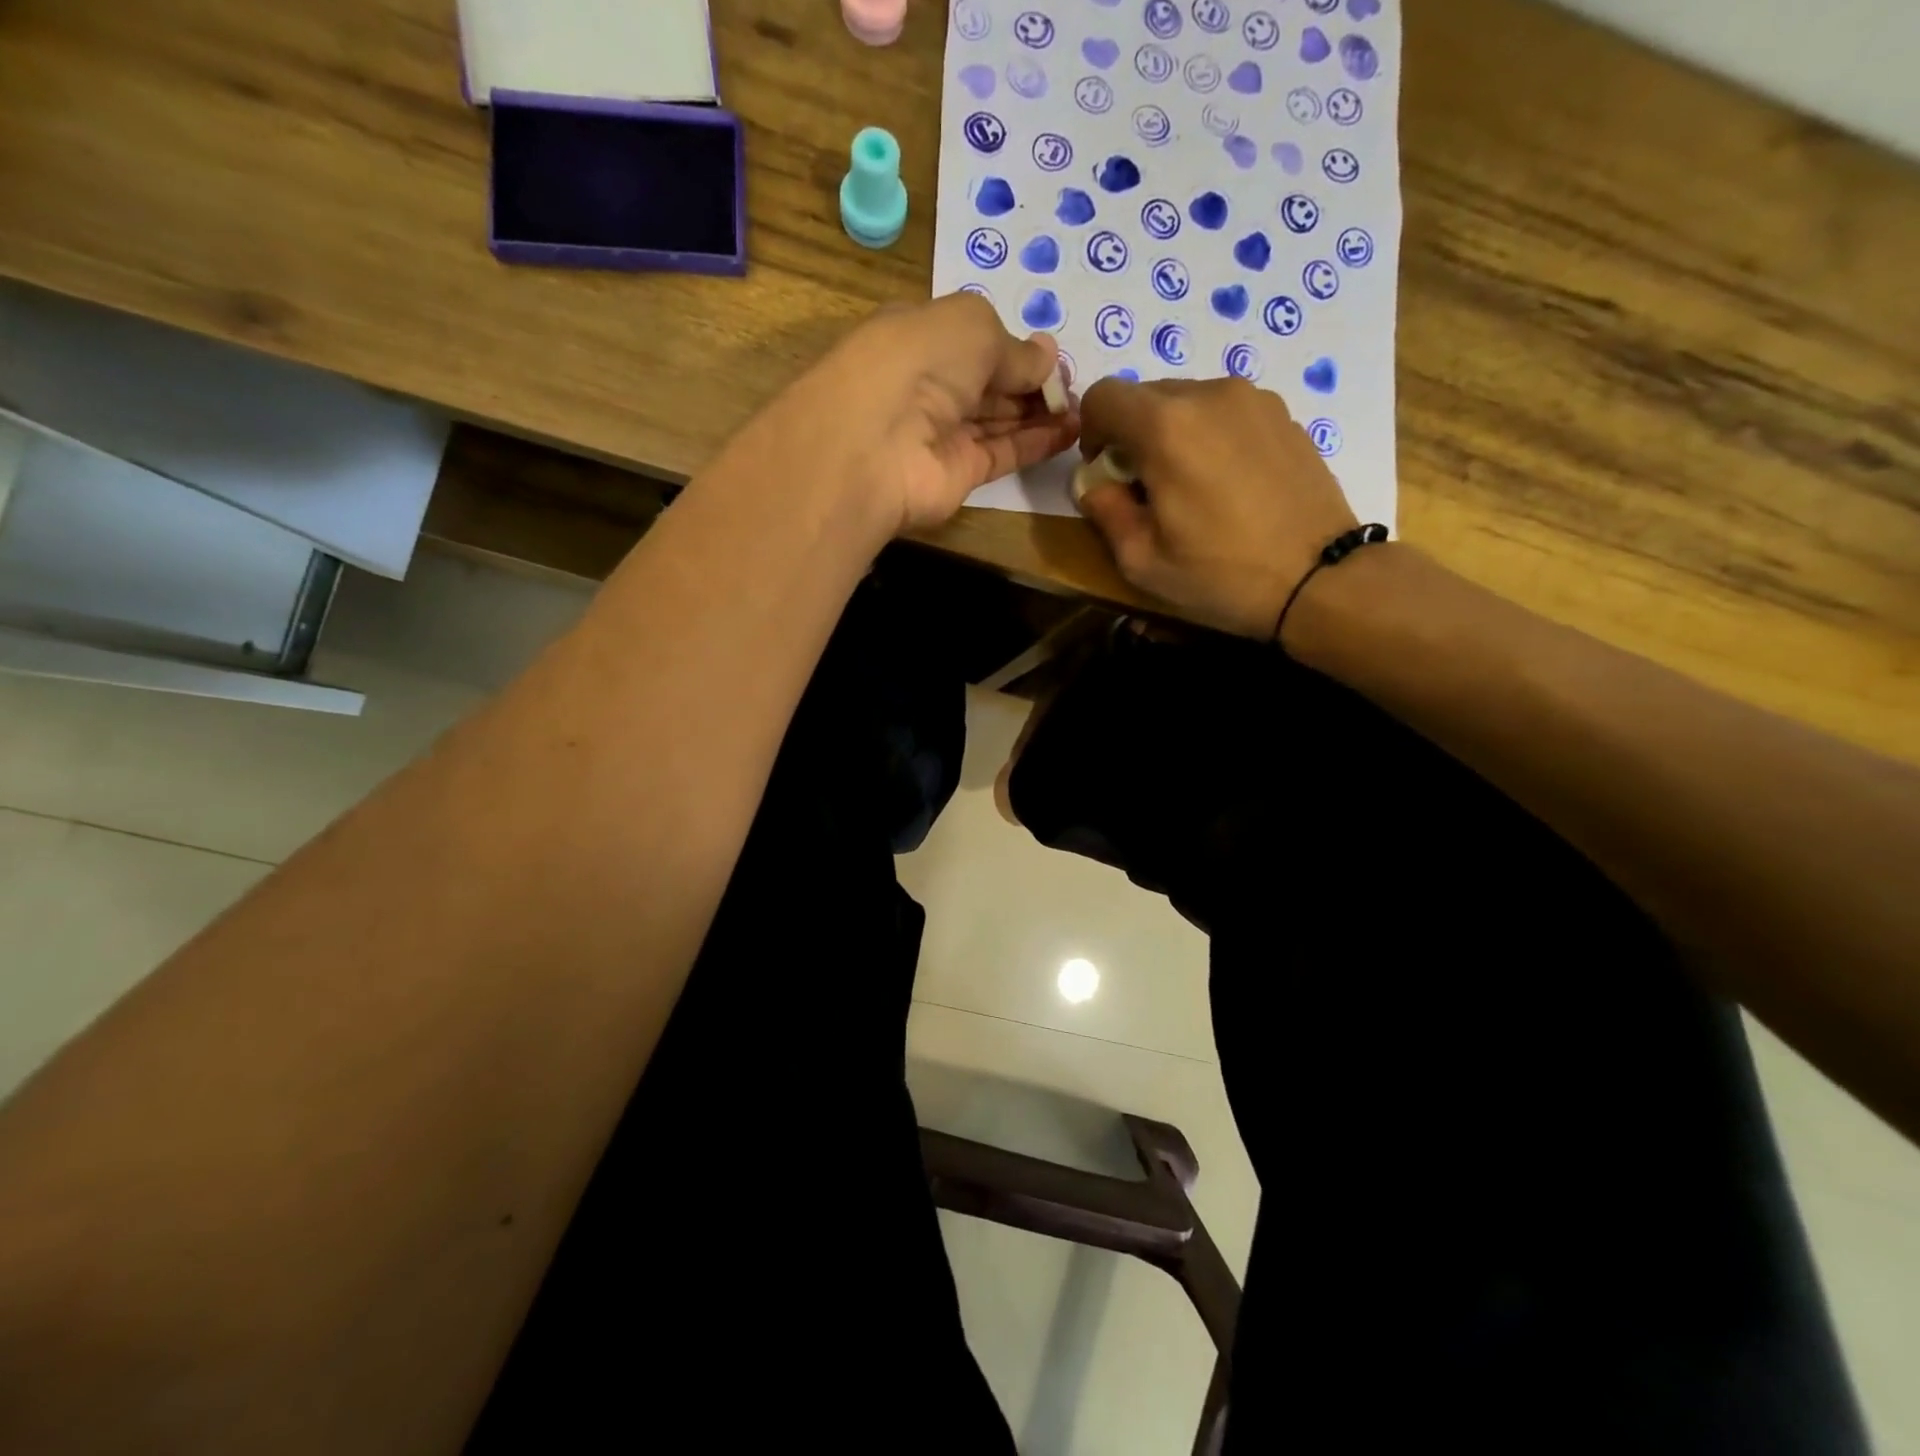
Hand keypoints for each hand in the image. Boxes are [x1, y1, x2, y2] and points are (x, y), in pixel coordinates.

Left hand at [759, 293, 1080, 537]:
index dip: (1013, 346)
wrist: (877, 444)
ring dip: (1041, 412)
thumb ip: (1014, 347)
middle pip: (988, 382)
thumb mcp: (974, 327)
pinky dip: (1037, 443)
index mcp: (921, 336)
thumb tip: (1048, 356)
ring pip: (998, 419)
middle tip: (1076, 385)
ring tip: (1084, 408)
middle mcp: (929, 385)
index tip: (1053, 355)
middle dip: (1031, 381)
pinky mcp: (958, 474)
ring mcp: (942, 433)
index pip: (972, 340)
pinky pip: (1004, 453)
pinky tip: (1071, 431)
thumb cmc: (920, 362)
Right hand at [1074, 377, 1360, 638]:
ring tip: (1191, 486)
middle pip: (1146, 395)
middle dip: (1132, 435)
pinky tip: (1229, 484)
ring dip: (1173, 434)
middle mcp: (1209, 395)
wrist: (1318, 578)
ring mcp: (1253, 399)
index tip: (1106, 470)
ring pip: (1188, 401)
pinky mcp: (1283, 414)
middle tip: (1146, 486)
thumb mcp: (1141, 560)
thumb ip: (1104, 511)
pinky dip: (1211, 436)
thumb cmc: (1221, 575)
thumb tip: (1096, 482)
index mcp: (1166, 427)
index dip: (1090, 431)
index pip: (1103, 395)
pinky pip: (1226, 412)